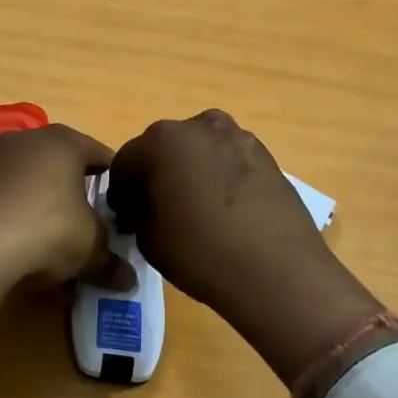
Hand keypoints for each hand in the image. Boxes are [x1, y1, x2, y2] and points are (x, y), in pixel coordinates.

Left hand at [0, 125, 133, 351]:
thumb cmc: (46, 229)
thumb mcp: (90, 248)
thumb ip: (111, 261)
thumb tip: (129, 281)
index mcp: (63, 142)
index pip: (99, 154)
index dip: (114, 180)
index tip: (122, 205)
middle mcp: (25, 140)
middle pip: (60, 165)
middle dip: (74, 195)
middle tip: (88, 225)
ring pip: (26, 183)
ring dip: (40, 208)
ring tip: (51, 245)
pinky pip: (0, 200)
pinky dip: (12, 219)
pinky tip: (18, 250)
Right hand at [108, 110, 397, 384]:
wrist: (276, 270)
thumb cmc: (199, 251)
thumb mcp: (147, 237)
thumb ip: (137, 211)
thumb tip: (142, 205)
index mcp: (161, 140)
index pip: (126, 161)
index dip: (121, 191)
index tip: (125, 217)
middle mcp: (199, 126)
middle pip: (166, 148)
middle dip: (158, 174)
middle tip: (159, 211)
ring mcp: (238, 137)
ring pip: (201, 151)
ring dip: (192, 172)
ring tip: (197, 210)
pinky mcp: (267, 156)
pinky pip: (230, 162)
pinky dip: (221, 178)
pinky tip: (226, 211)